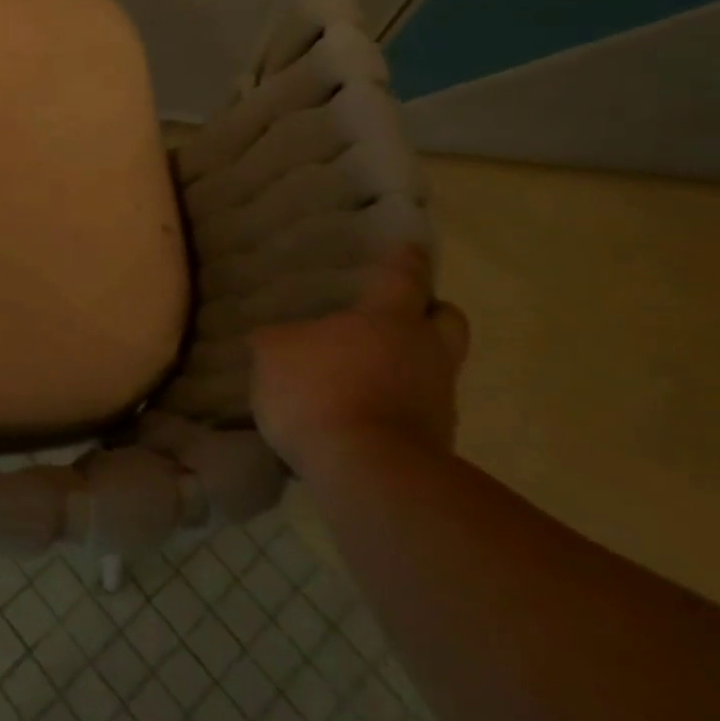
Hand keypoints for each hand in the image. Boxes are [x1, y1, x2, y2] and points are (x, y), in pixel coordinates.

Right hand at [247, 247, 469, 478]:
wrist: (369, 473)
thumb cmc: (319, 391)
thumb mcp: (273, 354)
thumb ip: (278, 340)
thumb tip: (280, 338)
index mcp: (388, 319)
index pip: (403, 278)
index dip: (405, 261)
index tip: (411, 248)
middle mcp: (425, 352)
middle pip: (446, 319)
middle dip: (429, 312)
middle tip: (401, 314)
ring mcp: (439, 400)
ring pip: (436, 367)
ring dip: (411, 365)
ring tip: (370, 372)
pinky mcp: (437, 444)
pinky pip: (420, 409)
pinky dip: (398, 405)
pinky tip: (364, 412)